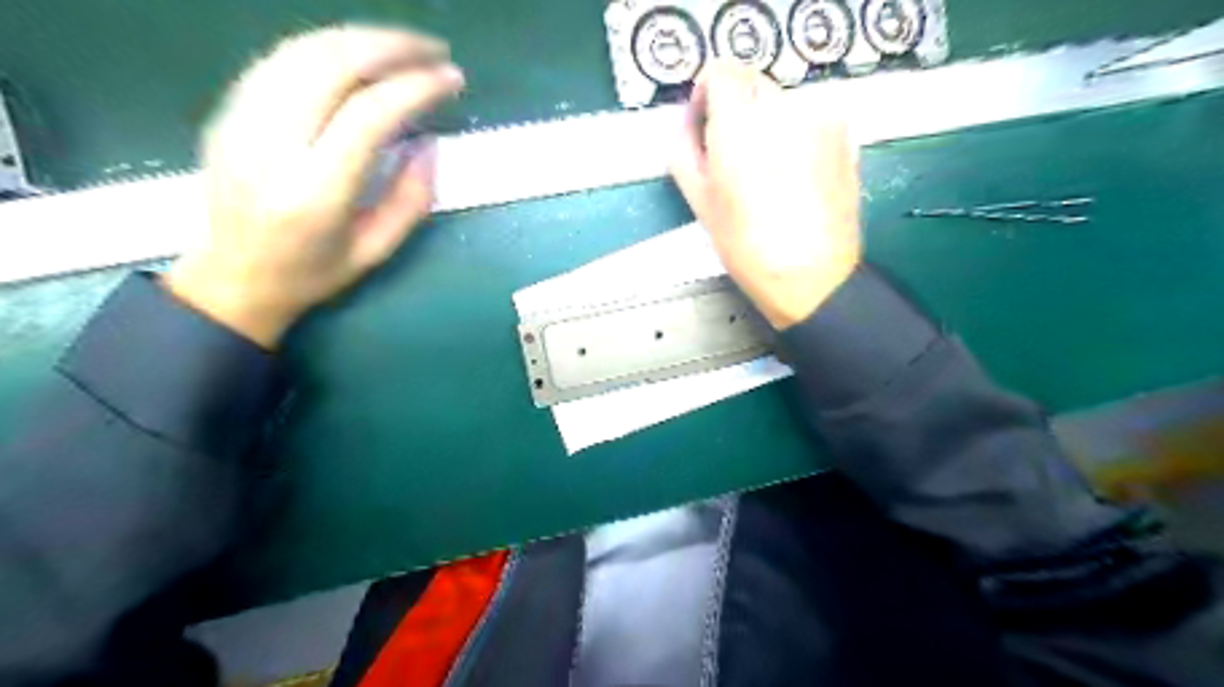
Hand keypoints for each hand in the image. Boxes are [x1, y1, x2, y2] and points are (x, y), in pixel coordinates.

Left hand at [167, 23, 463, 346]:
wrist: (231, 278)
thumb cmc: (313, 273)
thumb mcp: (376, 251)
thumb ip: (411, 199)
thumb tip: (430, 143)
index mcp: (315, 192)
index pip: (369, 115)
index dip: (416, 87)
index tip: (451, 79)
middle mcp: (272, 146)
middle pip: (332, 65)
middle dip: (391, 46)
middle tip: (433, 50)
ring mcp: (242, 122)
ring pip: (302, 51)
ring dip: (359, 38)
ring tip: (402, 46)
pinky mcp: (229, 110)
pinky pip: (279, 59)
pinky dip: (325, 47)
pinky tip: (356, 54)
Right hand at [669, 63, 857, 328]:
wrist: (811, 276)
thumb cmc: (748, 245)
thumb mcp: (699, 201)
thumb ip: (684, 148)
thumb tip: (689, 121)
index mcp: (741, 126)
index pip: (722, 70)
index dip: (710, 91)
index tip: (707, 120)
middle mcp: (784, 110)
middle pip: (753, 83)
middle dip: (738, 110)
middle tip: (733, 156)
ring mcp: (821, 119)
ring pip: (783, 102)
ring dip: (768, 123)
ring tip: (766, 173)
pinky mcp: (844, 135)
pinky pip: (810, 119)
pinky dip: (796, 135)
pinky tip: (793, 176)